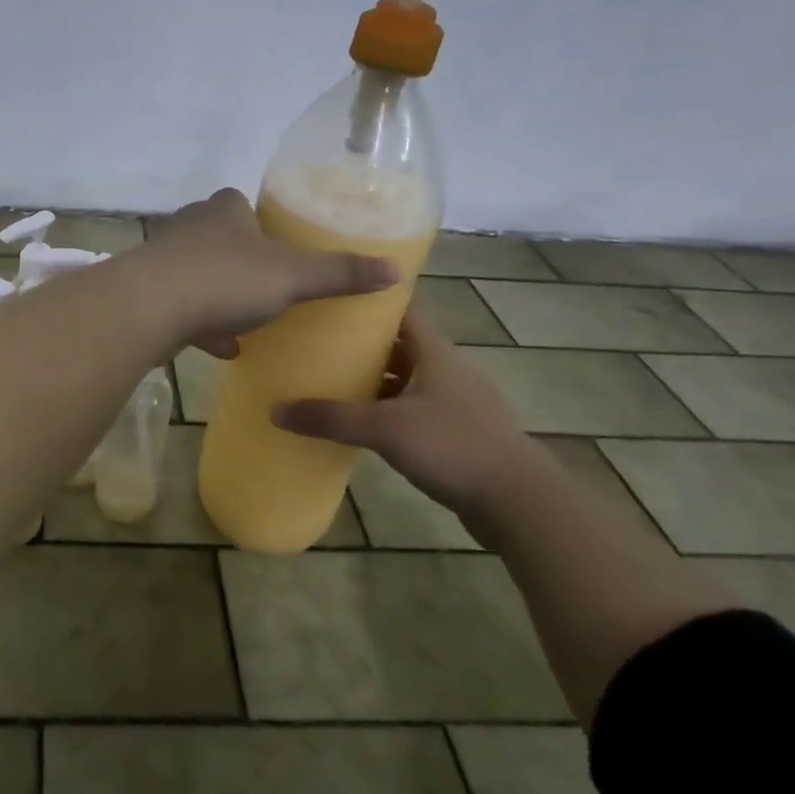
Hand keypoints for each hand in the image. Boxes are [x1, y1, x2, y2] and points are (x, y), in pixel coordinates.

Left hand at [141, 188, 397, 358]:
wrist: (149, 307)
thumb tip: (394, 269)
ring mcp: (164, 259)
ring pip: (200, 274)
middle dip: (243, 262)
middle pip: (221, 239)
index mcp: (224, 210)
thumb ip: (338, 273)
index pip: (243, 203)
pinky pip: (183, 306)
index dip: (262, 222)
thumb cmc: (225, 279)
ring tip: (250, 320)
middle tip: (270, 286)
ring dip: (222, 296)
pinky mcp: (148, 292)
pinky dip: (204, 324)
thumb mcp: (291, 276)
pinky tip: (224, 349)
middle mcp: (190, 226)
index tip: (281, 247)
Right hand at [272, 306, 549, 517]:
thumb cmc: (453, 446)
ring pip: (407, 378)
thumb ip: (332, 418)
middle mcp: (447, 369)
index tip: (335, 291)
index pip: (403, 308)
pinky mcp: (459, 431)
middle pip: (400, 343)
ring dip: (375, 378)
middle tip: (318, 338)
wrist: (519, 502)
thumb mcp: (385, 429)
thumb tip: (275, 410)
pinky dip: (389, 408)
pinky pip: (415, 408)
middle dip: (362, 341)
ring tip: (331, 379)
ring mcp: (456, 401)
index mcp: (435, 352)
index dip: (372, 297)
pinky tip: (363, 423)